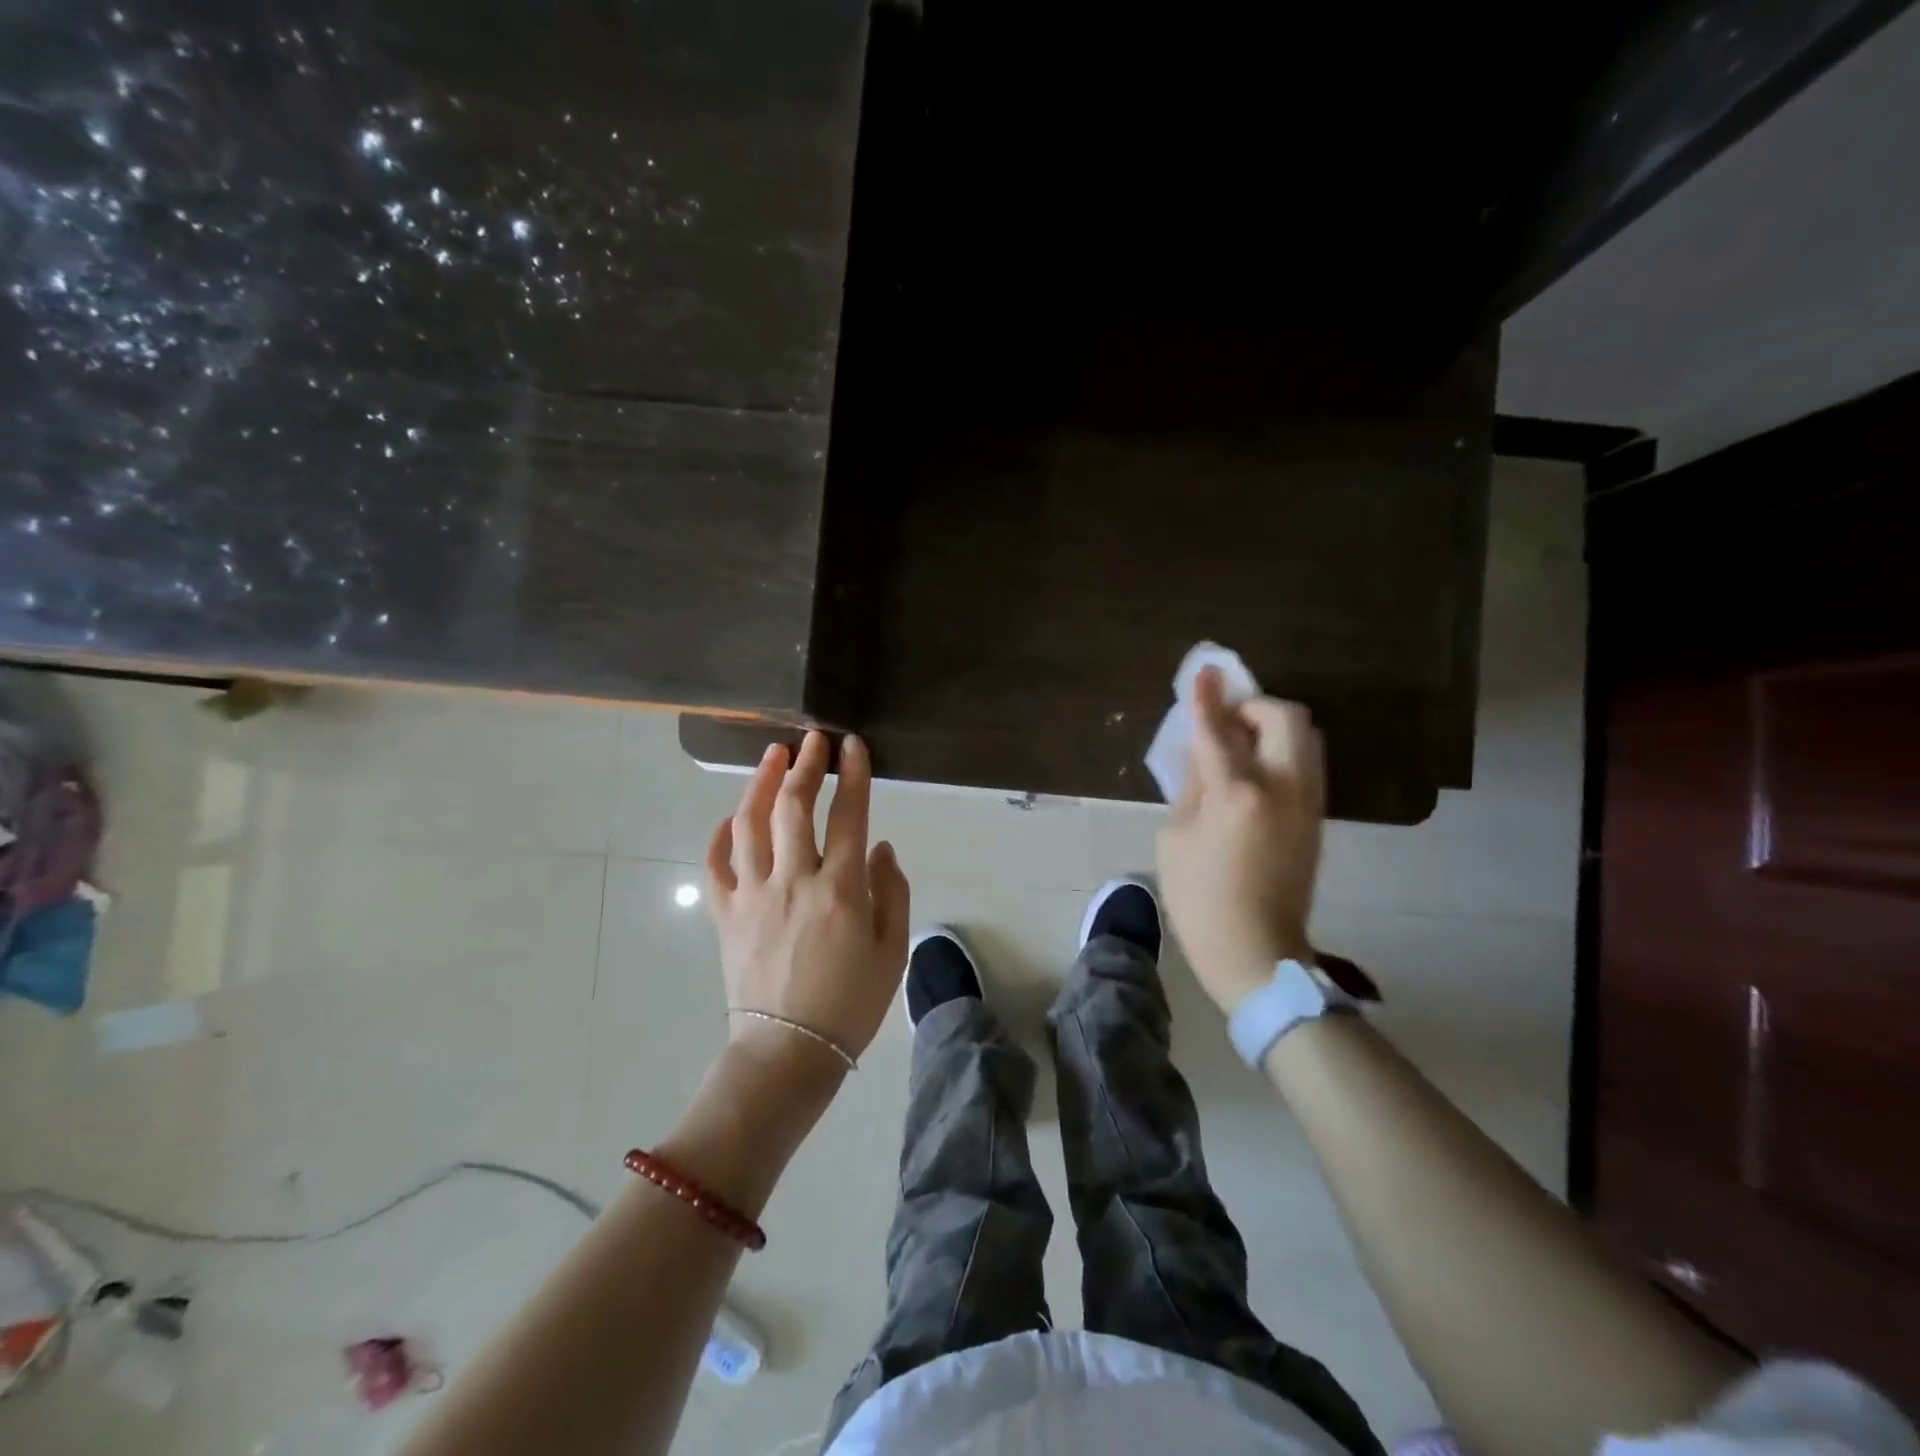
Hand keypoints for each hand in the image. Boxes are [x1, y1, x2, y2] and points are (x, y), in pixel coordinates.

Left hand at [706, 732, 910, 1078]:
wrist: (787, 1054)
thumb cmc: (849, 1005)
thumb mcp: (891, 952)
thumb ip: (891, 893)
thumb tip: (879, 847)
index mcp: (840, 891)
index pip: (848, 816)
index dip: (853, 775)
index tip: (853, 745)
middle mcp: (793, 882)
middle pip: (794, 807)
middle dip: (805, 765)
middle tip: (813, 739)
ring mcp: (752, 896)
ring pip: (749, 824)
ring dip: (760, 784)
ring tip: (772, 756)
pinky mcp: (725, 915)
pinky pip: (716, 865)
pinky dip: (720, 835)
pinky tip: (731, 818)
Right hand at [1155, 667, 1324, 1015]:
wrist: (1257, 952)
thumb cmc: (1200, 900)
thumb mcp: (1175, 840)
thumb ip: (1190, 788)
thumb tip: (1202, 757)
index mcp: (1238, 795)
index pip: (1218, 731)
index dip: (1207, 698)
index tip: (1202, 672)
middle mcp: (1282, 789)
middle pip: (1285, 718)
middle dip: (1253, 707)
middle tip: (1224, 720)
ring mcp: (1307, 804)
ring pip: (1305, 739)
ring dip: (1271, 728)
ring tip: (1239, 745)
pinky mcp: (1315, 820)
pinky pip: (1304, 765)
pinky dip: (1280, 753)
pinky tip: (1252, 774)